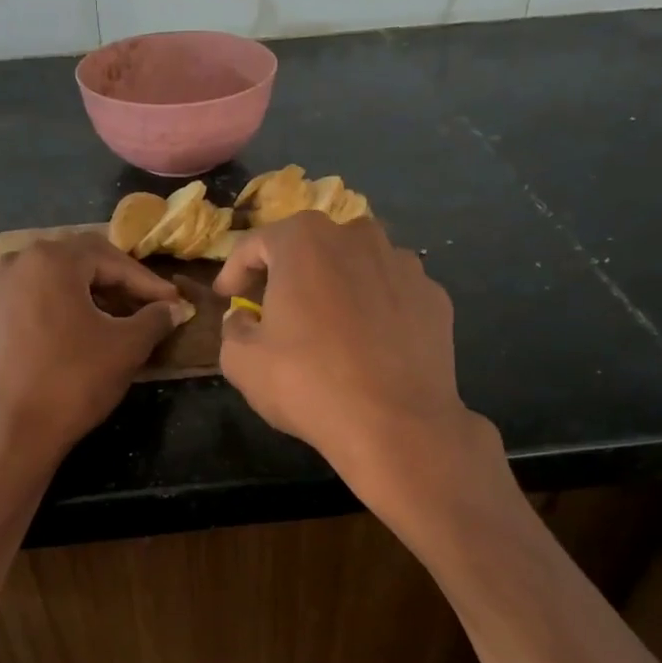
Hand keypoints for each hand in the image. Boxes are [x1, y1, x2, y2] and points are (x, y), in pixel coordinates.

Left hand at [0, 233, 188, 465]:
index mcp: (52, 259)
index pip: (113, 260)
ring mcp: (2, 288)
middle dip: (121, 283)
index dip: (148, 283)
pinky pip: (41, 297)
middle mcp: (21, 261)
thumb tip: (175, 308)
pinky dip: (70, 307)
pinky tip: (90, 330)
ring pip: (61, 280)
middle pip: (84, 262)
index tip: (175, 302)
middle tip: (151, 306)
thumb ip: (155, 318)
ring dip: (96, 295)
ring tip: (125, 320)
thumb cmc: (74, 380)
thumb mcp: (126, 347)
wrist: (14, 431)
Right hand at [214, 212, 501, 507]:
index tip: (226, 296)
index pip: (256, 243)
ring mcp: (404, 265)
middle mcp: (358, 237)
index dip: (234, 270)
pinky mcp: (434, 298)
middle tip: (275, 308)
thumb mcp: (242, 361)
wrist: (396, 424)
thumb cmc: (308, 384)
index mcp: (305, 241)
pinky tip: (367, 345)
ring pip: (357, 266)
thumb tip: (245, 318)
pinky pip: (391, 294)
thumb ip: (234, 328)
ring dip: (336, 287)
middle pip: (312, 246)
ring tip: (326, 326)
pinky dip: (374, 309)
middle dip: (289, 272)